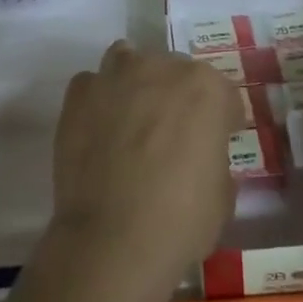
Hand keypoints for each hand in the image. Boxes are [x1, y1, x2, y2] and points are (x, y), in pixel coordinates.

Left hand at [48, 41, 241, 299]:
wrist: (111, 240)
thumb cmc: (180, 221)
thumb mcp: (223, 194)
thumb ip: (214, 157)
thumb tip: (200, 154)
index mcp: (205, 87)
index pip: (222, 94)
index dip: (221, 121)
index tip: (215, 143)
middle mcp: (160, 67)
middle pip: (174, 71)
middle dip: (176, 97)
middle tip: (170, 135)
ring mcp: (115, 75)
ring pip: (129, 61)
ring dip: (135, 82)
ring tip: (132, 119)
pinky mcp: (79, 93)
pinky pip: (93, 84)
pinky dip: (99, 99)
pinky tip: (99, 128)